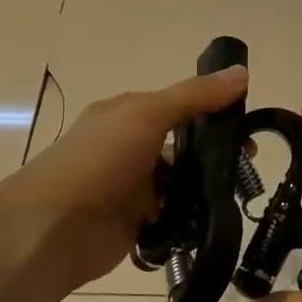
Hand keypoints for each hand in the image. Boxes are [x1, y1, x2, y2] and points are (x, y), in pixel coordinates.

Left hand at [8, 65, 247, 293]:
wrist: (52, 229)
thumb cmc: (97, 161)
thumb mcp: (147, 115)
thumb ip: (194, 97)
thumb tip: (242, 72)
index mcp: (129, 114)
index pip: (181, 105)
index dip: (216, 111)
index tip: (249, 124)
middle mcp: (131, 147)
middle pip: (185, 145)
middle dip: (217, 153)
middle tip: (249, 165)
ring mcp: (134, 187)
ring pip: (182, 182)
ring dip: (208, 187)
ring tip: (239, 194)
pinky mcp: (138, 223)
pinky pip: (175, 216)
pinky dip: (193, 217)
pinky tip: (216, 219)